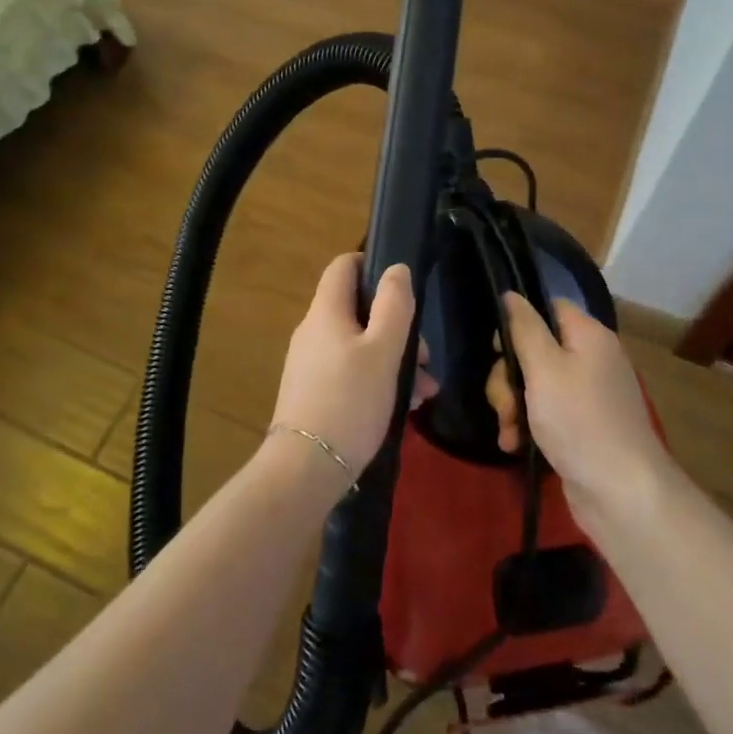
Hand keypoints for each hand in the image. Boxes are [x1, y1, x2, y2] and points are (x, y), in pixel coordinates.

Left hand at [269, 255, 432, 476]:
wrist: (307, 468)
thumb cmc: (351, 400)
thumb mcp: (383, 350)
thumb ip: (394, 305)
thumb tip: (396, 269)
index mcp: (326, 311)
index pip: (343, 266)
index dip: (372, 264)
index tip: (403, 286)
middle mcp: (313, 331)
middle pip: (358, 310)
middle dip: (398, 328)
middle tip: (426, 357)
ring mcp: (311, 363)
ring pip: (360, 345)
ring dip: (395, 359)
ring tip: (426, 390)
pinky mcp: (314, 392)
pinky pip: (351, 372)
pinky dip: (378, 379)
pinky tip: (405, 405)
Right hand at [487, 292, 666, 510]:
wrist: (621, 493)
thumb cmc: (579, 420)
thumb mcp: (544, 368)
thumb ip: (524, 328)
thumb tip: (511, 294)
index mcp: (588, 335)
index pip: (548, 307)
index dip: (519, 323)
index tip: (498, 349)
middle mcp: (591, 359)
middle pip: (535, 349)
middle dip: (509, 377)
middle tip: (504, 404)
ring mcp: (587, 395)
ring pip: (535, 384)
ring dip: (512, 405)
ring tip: (509, 431)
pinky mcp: (582, 426)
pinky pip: (546, 412)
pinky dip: (527, 425)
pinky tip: (515, 444)